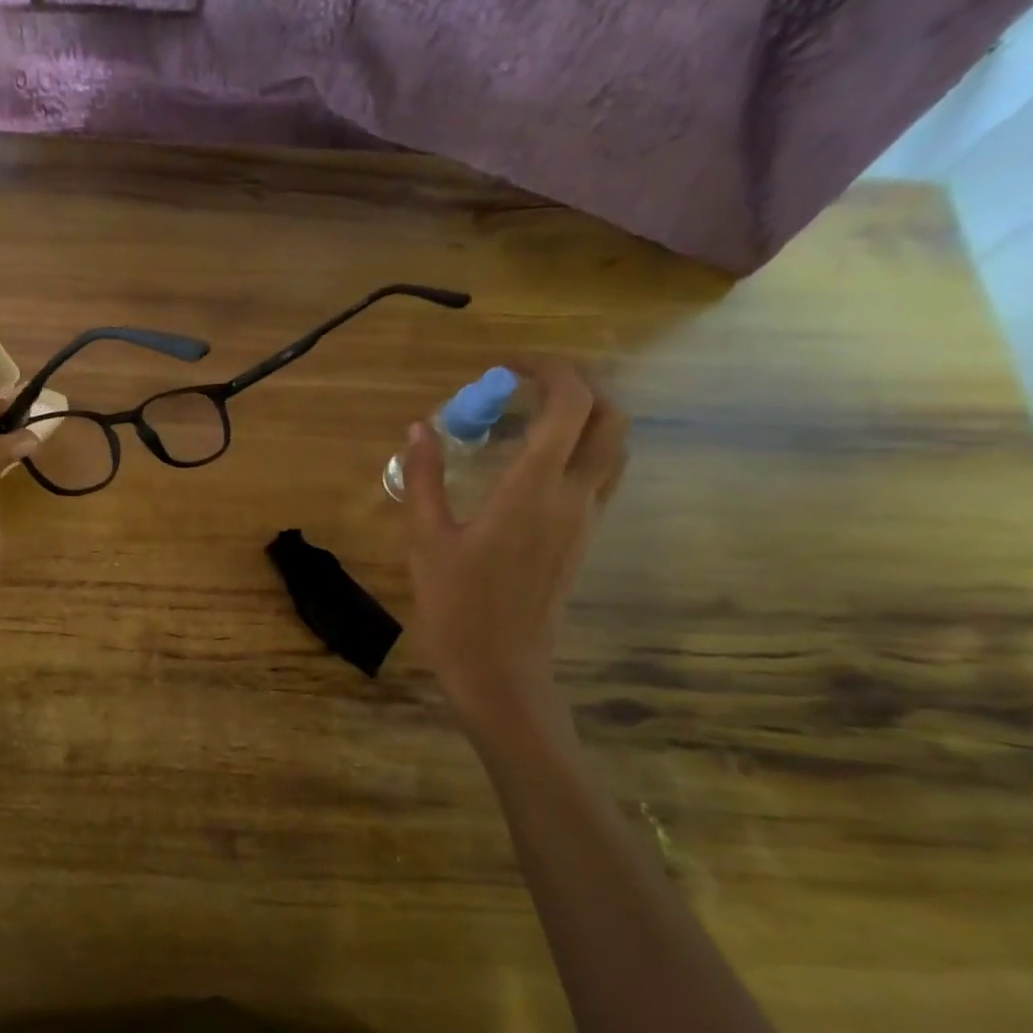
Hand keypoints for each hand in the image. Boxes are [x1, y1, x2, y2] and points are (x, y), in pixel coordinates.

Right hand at [403, 358, 626, 730]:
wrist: (500, 666)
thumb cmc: (456, 604)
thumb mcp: (426, 538)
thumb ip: (424, 477)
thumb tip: (418, 428)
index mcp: (534, 488)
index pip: (568, 404)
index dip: (547, 370)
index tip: (506, 367)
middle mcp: (574, 494)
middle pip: (609, 416)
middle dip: (575, 386)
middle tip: (525, 386)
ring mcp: (587, 517)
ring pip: (614, 445)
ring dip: (585, 417)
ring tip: (531, 419)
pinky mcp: (585, 538)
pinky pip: (601, 474)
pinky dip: (580, 449)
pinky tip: (533, 464)